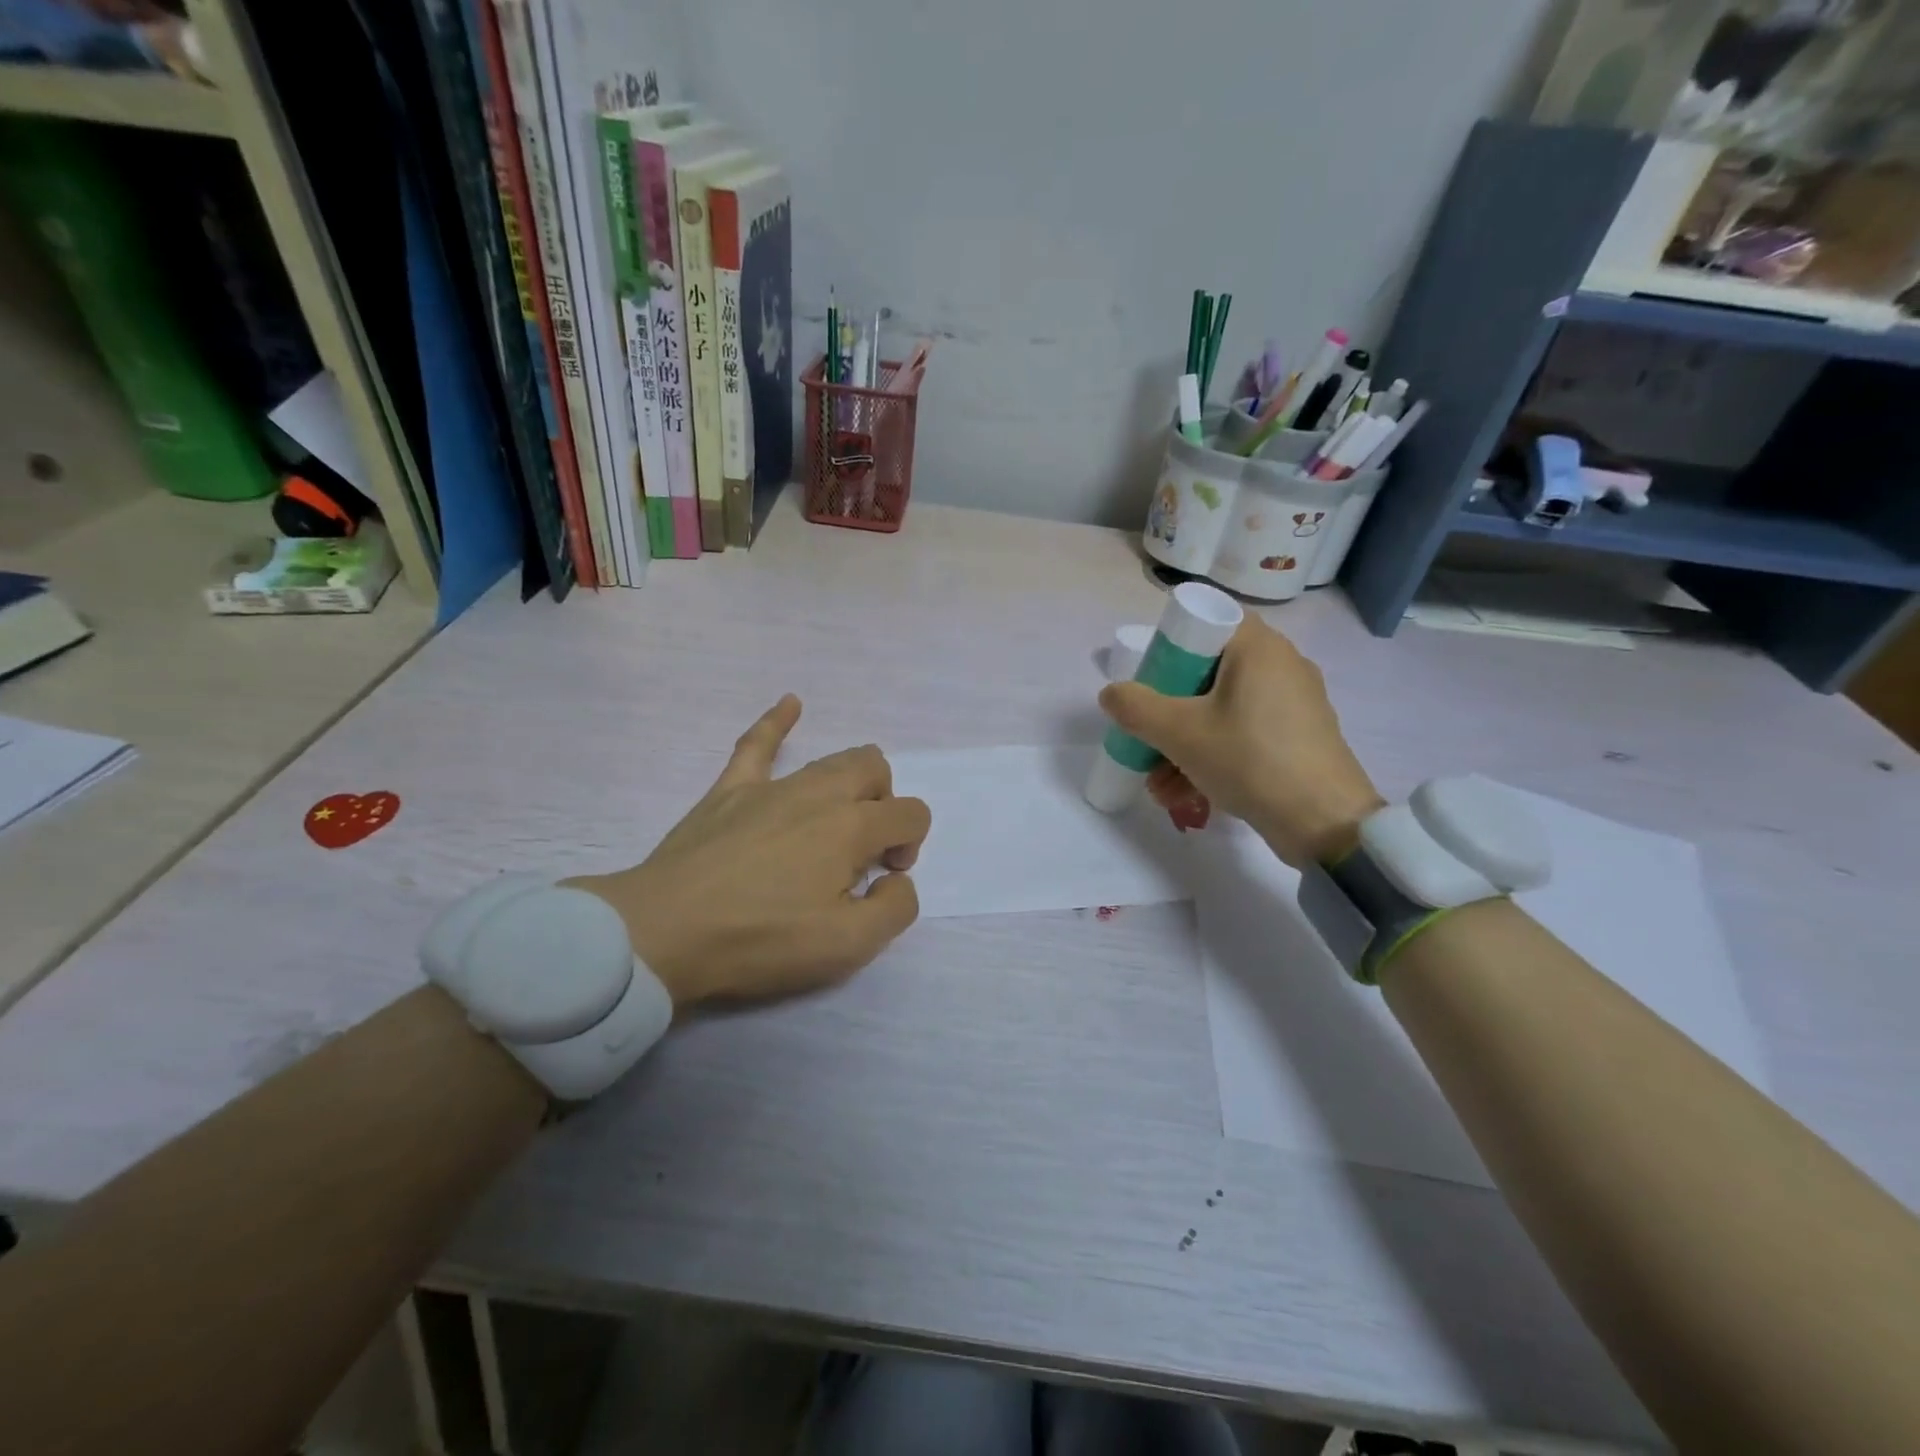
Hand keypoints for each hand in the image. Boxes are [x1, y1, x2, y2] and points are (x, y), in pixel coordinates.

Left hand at [567, 696, 930, 1007]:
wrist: (663, 933)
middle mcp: (818, 793)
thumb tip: (896, 881)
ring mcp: (771, 786)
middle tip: (864, 852)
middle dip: (885, 804)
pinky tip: (791, 704)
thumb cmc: (760, 939)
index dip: (911, 844)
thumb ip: (895, 909)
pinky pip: (758, 744)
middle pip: (874, 771)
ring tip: (839, 817)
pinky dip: (778, 721)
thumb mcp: (847, 946)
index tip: (884, 879)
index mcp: (851, 827)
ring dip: (851, 781)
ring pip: (830, 759)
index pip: (910, 813)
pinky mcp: (730, 790)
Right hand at [1098, 615, 1382, 865]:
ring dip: (1183, 745)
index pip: (1208, 622)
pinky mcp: (1300, 738)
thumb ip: (1135, 707)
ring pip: (1222, 711)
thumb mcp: (1179, 733)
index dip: (1171, 648)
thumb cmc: (1249, 760)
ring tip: (1159, 787)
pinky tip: (1186, 795)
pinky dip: (1214, 755)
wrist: (1325, 823)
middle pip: (1208, 674)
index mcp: (1259, 647)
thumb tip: (1112, 693)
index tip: (1150, 684)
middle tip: (1147, 740)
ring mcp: (1295, 704)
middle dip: (1169, 714)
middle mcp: (1282, 665)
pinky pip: (1244, 734)